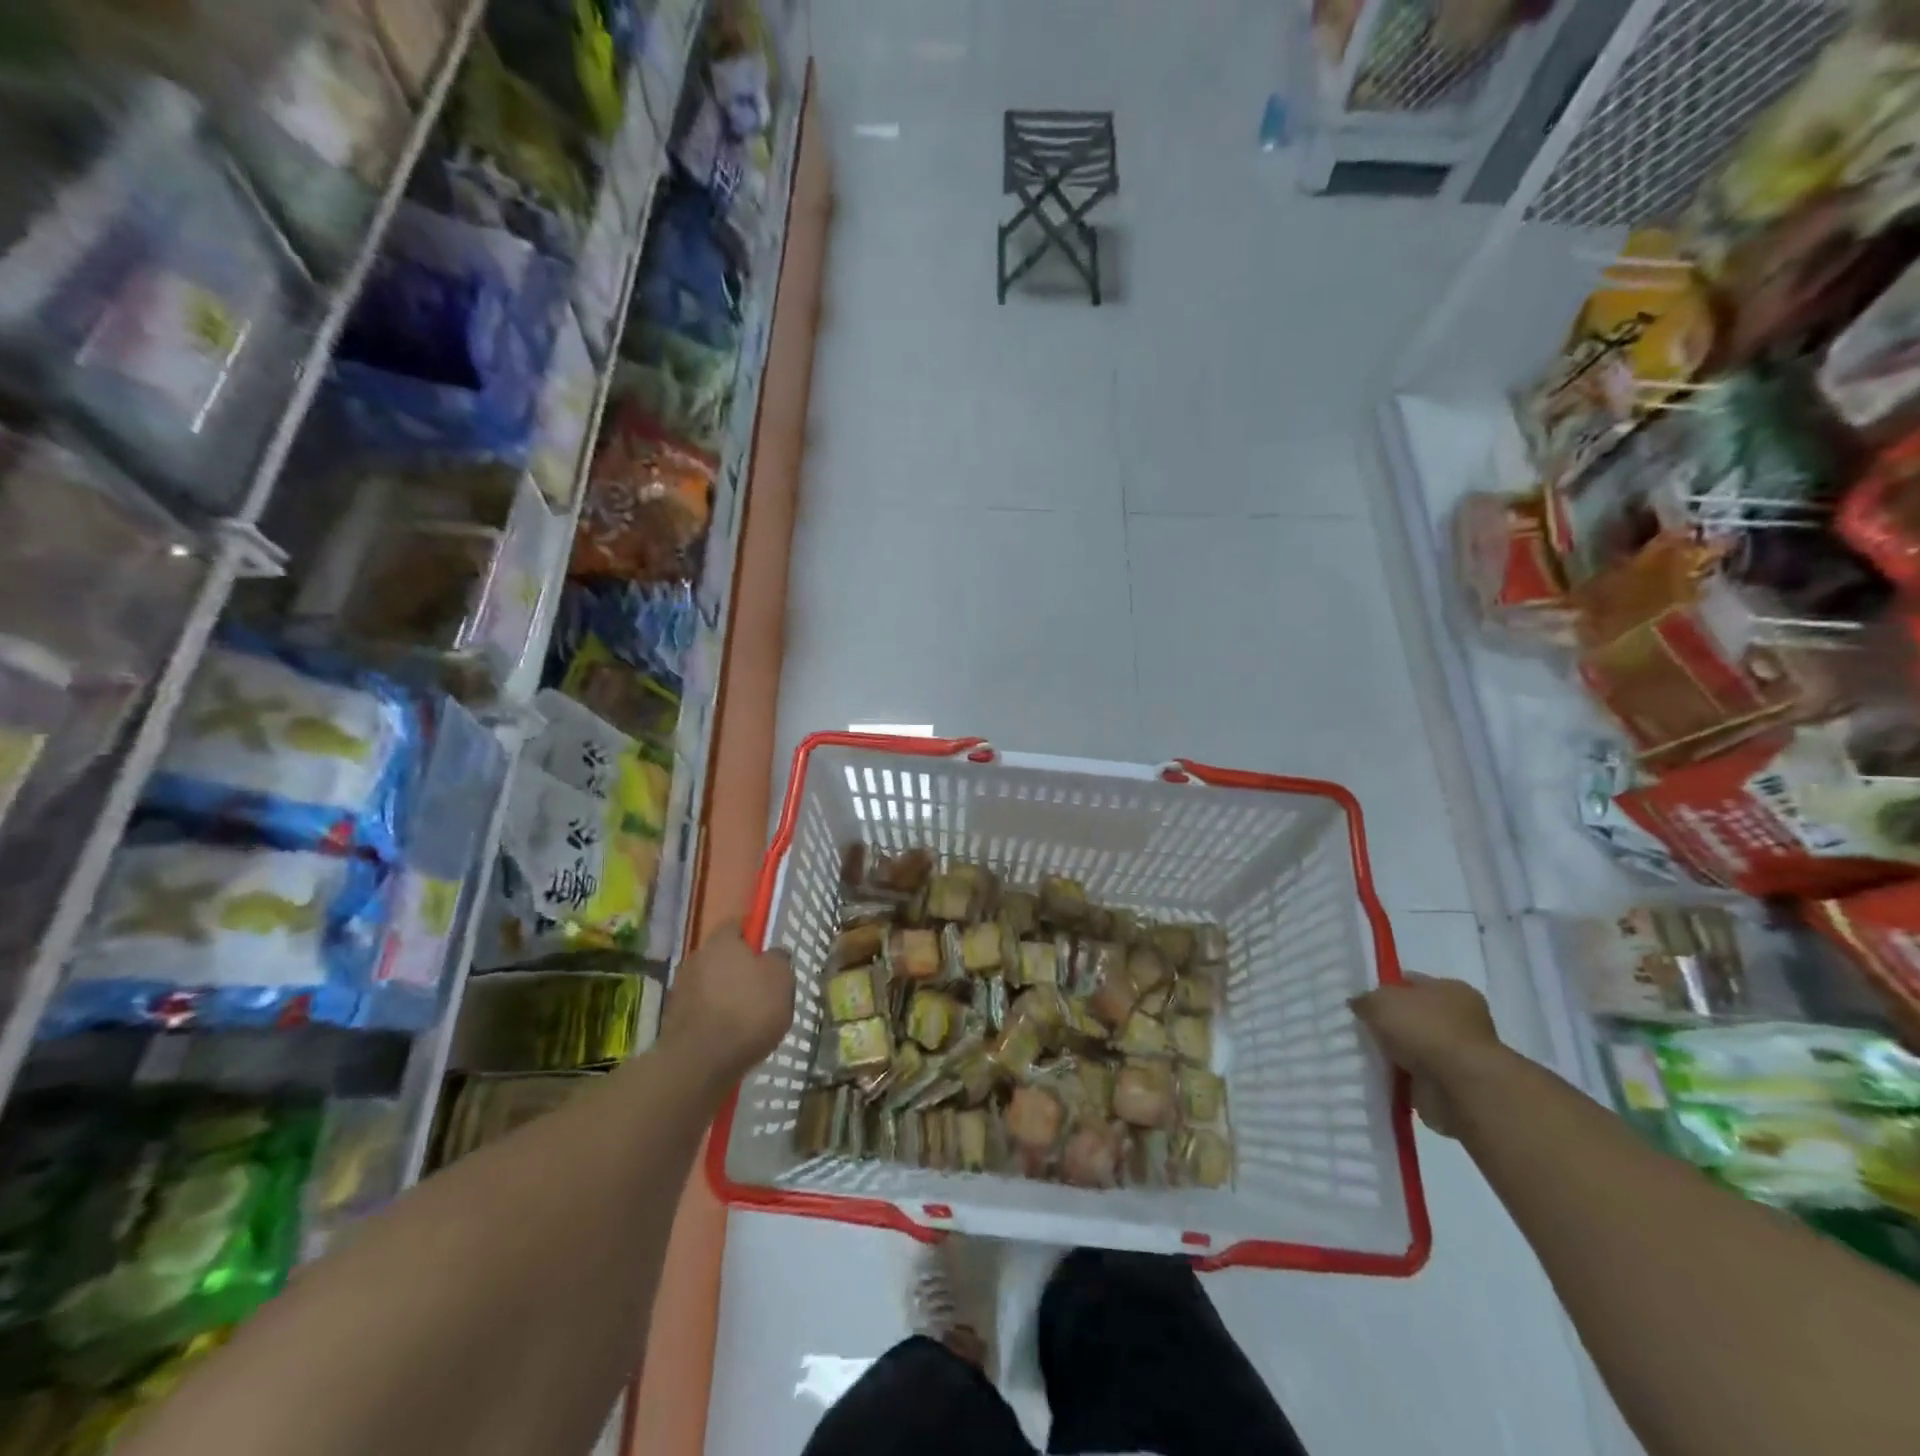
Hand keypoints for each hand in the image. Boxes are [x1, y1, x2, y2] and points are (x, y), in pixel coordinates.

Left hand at [662, 923, 794, 1084]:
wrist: (699, 1063)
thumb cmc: (748, 1011)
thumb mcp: (781, 980)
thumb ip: (778, 960)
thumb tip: (772, 955)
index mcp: (722, 942)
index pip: (738, 925)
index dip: (754, 936)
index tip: (768, 953)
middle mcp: (697, 958)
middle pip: (723, 956)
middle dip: (740, 968)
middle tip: (762, 987)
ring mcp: (682, 989)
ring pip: (711, 983)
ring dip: (727, 993)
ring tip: (748, 1016)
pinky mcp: (674, 1018)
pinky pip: (703, 1008)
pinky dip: (715, 1016)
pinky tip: (731, 1034)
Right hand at [1350, 975, 1501, 1138]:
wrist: (1461, 1088)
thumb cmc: (1425, 1030)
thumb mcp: (1380, 1001)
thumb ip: (1365, 1000)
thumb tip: (1359, 1005)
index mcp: (1451, 990)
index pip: (1411, 982)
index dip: (1385, 988)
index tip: (1361, 999)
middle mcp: (1461, 1019)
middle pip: (1413, 1016)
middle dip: (1388, 1024)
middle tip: (1358, 1028)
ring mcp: (1459, 1054)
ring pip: (1414, 1048)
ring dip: (1394, 1053)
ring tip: (1364, 1054)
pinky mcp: (1453, 1085)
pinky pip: (1416, 1076)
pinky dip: (1400, 1078)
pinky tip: (1380, 1075)